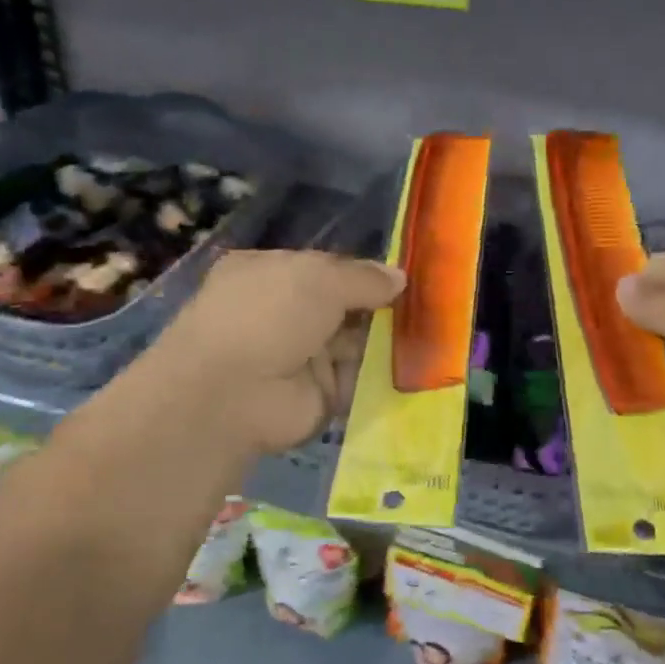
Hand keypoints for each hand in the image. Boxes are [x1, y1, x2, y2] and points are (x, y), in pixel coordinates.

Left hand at [120, 250, 403, 456]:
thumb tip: (400, 276)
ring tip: (432, 335)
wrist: (233, 395)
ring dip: (386, 340)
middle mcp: (282, 313)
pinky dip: (382, 375)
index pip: (325, 268)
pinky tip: (418, 366)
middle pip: (342, 307)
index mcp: (269, 273)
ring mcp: (300, 356)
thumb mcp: (320, 279)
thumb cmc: (269, 317)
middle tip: (428, 306)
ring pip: (354, 343)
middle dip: (380, 307)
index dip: (362, 272)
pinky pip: (357, 379)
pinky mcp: (317, 394)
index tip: (403, 278)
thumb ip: (363, 277)